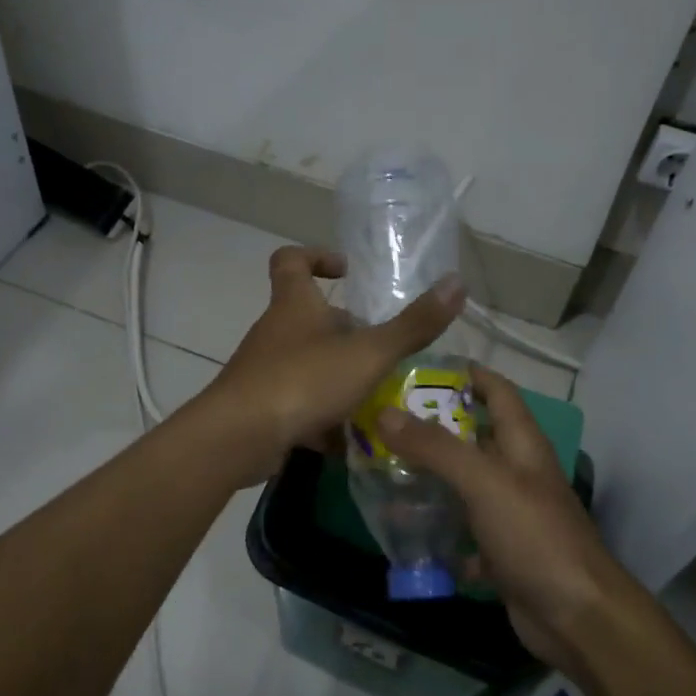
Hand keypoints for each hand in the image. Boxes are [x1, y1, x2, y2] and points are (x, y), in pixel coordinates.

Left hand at [193, 246, 466, 483]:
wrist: (238, 439)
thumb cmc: (303, 381)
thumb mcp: (368, 353)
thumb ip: (413, 324)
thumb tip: (457, 283)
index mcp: (293, 306)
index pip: (290, 260)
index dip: (316, 256)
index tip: (346, 270)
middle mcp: (275, 333)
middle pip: (307, 317)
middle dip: (345, 330)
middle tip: (382, 347)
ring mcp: (264, 372)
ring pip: (306, 364)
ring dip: (339, 375)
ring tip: (378, 395)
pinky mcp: (261, 408)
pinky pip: (298, 404)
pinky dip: (323, 417)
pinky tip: (350, 439)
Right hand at [378, 366, 642, 674]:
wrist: (576, 616)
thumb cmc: (534, 535)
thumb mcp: (483, 482)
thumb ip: (435, 447)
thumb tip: (385, 413)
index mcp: (522, 444)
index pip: (497, 391)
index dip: (466, 375)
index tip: (420, 369)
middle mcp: (517, 472)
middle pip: (472, 438)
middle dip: (431, 429)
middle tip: (382, 423)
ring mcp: (510, 514)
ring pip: (463, 486)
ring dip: (428, 481)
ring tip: (381, 473)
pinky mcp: (501, 552)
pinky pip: (461, 532)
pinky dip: (436, 531)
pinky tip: (404, 532)